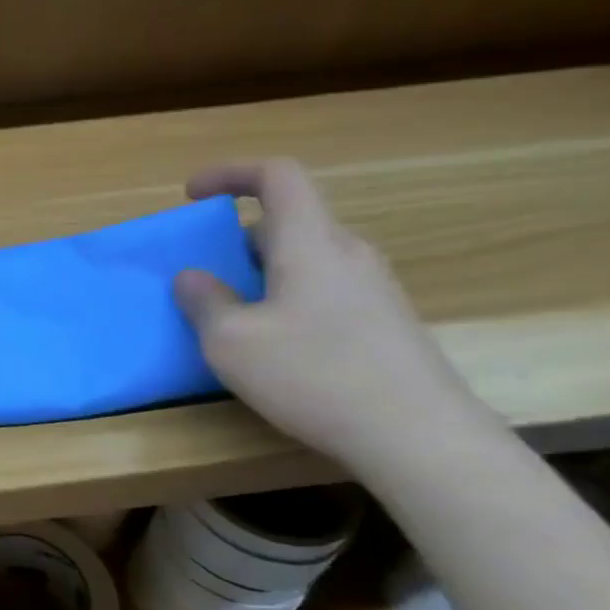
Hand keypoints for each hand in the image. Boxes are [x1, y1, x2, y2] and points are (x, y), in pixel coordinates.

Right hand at [173, 160, 488, 470]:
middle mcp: (348, 253)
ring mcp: (372, 288)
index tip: (191, 195)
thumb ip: (204, 301)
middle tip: (202, 274)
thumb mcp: (231, 341)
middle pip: (288, 221)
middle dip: (235, 238)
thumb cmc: (314, 375)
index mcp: (311, 243)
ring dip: (259, 272)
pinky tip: (271, 344)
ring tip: (229, 315)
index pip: (277, 176)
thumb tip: (192, 277)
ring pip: (304, 258)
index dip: (230, 173)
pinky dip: (284, 296)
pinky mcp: (384, 321)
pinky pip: (321, 288)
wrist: (418, 436)